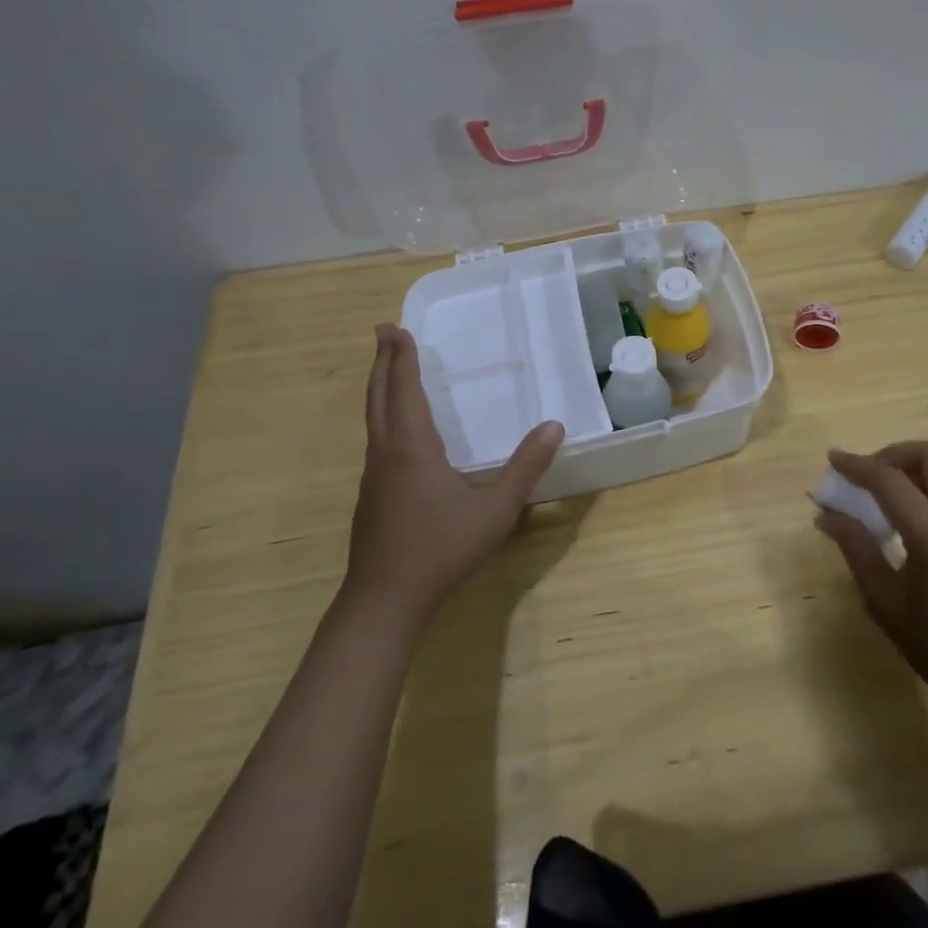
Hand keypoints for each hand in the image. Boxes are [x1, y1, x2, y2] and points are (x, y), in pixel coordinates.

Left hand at [340, 324, 563, 633]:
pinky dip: (383, 416)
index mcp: (412, 447)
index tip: (394, 327)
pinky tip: (397, 431)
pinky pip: (377, 439)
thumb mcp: (495, 509)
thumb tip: (555, 426)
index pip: (405, 389)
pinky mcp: (372, 496)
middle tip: (383, 333)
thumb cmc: (441, 549)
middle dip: (382, 362)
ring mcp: (374, 476)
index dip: (401, 357)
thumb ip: (526, 467)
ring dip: (380, 388)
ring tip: (390, 372)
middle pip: (379, 397)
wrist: (385, 600)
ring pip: (373, 419)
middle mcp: (387, 453)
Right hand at [816, 442, 927, 705]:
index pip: (889, 479)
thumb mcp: (882, 599)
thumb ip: (855, 547)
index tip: (832, 459)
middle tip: (867, 475)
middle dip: (894, 453)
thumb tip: (826, 514)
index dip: (857, 465)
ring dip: (912, 467)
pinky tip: (905, 516)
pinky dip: (926, 485)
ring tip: (881, 493)